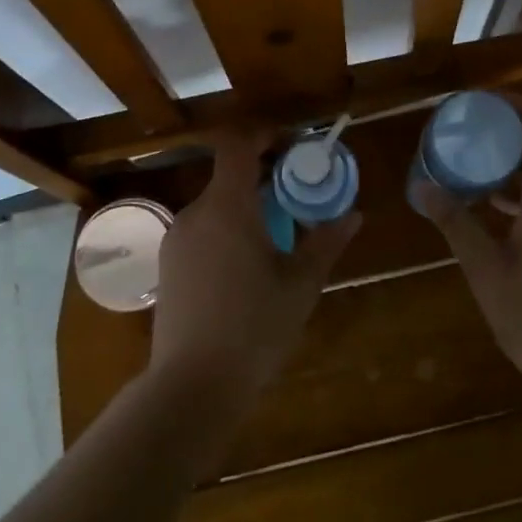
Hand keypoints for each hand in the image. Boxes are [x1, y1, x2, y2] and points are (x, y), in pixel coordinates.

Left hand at [151, 130, 360, 406]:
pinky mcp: (167, 266)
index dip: (263, 135)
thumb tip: (353, 215)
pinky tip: (247, 267)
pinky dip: (226, 231)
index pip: (236, 144)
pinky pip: (202, 231)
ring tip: (276, 236)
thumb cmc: (254, 327)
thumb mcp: (301, 284)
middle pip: (228, 176)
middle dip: (263, 177)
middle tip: (297, 196)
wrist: (192, 385)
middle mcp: (195, 213)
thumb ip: (326, 243)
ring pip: (215, 206)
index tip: (292, 146)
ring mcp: (176, 240)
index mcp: (227, 206)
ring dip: (245, 207)